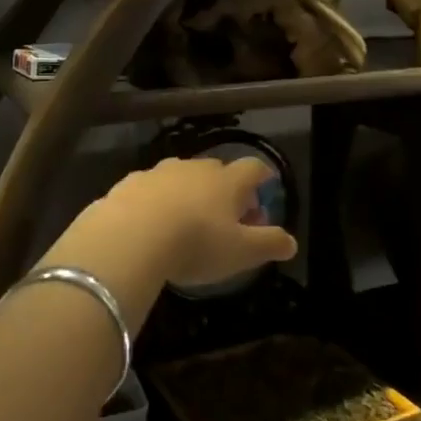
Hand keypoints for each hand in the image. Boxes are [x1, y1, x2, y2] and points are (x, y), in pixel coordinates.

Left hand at [45, 156, 296, 300]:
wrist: (128, 237)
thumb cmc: (196, 243)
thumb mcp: (241, 252)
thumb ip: (269, 244)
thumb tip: (292, 243)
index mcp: (227, 181)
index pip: (253, 168)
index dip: (262, 177)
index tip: (266, 187)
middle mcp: (196, 168)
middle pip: (218, 171)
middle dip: (225, 190)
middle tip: (227, 218)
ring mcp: (159, 173)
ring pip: (181, 177)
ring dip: (188, 194)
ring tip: (186, 222)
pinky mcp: (128, 184)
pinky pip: (149, 190)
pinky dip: (155, 202)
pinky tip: (149, 225)